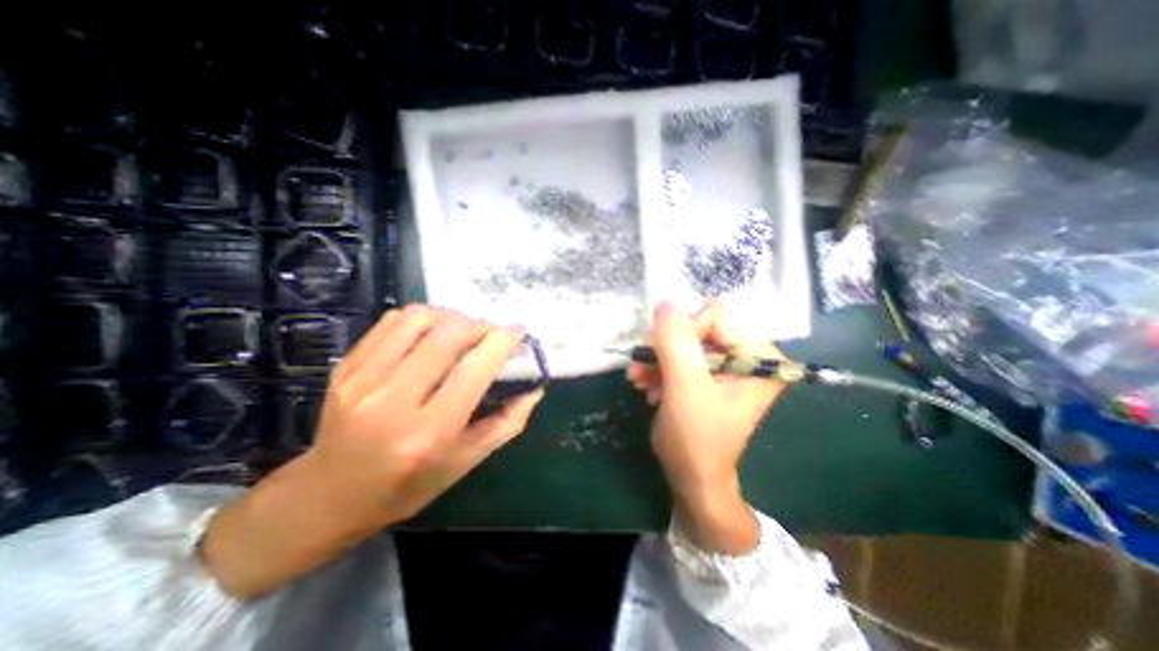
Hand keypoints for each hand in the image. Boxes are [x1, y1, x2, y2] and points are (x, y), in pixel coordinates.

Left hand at [201, 305, 542, 600]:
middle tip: (491, 334)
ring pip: (418, 319)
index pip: (473, 369)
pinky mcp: (346, 367)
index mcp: (428, 433)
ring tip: (463, 331)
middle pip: (447, 336)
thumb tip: (535, 389)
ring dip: (451, 317)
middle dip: (480, 326)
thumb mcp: (466, 462)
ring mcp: (362, 379)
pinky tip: (432, 333)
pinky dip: (422, 318)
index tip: (518, 333)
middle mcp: (392, 401)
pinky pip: (392, 322)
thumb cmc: (407, 485)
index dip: (501, 342)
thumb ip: (507, 423)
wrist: (328, 495)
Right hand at [624, 297, 787, 549]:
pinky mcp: (712, 375)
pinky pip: (683, 356)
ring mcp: (730, 366)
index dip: (683, 331)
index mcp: (760, 357)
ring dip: (658, 358)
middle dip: (666, 346)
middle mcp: (750, 356)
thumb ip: (676, 343)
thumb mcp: (685, 388)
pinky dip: (662, 367)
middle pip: (700, 326)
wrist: (693, 479)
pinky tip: (649, 386)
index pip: (717, 315)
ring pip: (687, 341)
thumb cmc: (696, 439)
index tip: (660, 355)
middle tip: (641, 366)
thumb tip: (665, 303)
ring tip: (639, 379)